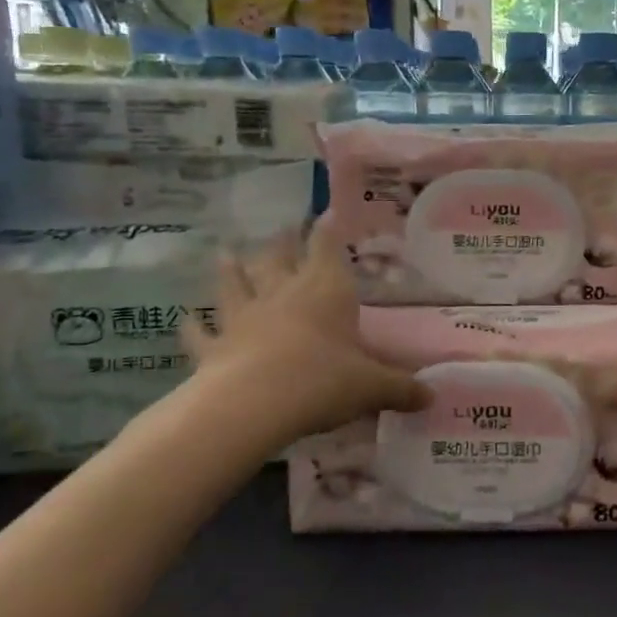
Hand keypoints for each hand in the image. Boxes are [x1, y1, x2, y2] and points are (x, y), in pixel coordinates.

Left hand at [181, 229, 427, 440]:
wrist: (253, 405)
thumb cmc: (322, 381)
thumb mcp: (372, 387)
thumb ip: (401, 389)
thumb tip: (432, 397)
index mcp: (326, 291)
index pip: (326, 246)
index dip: (327, 228)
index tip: (326, 211)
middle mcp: (283, 294)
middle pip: (279, 258)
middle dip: (281, 241)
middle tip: (280, 227)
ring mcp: (244, 317)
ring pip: (236, 284)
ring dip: (231, 268)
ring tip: (225, 251)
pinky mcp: (215, 346)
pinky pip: (200, 332)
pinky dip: (192, 326)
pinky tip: (184, 319)